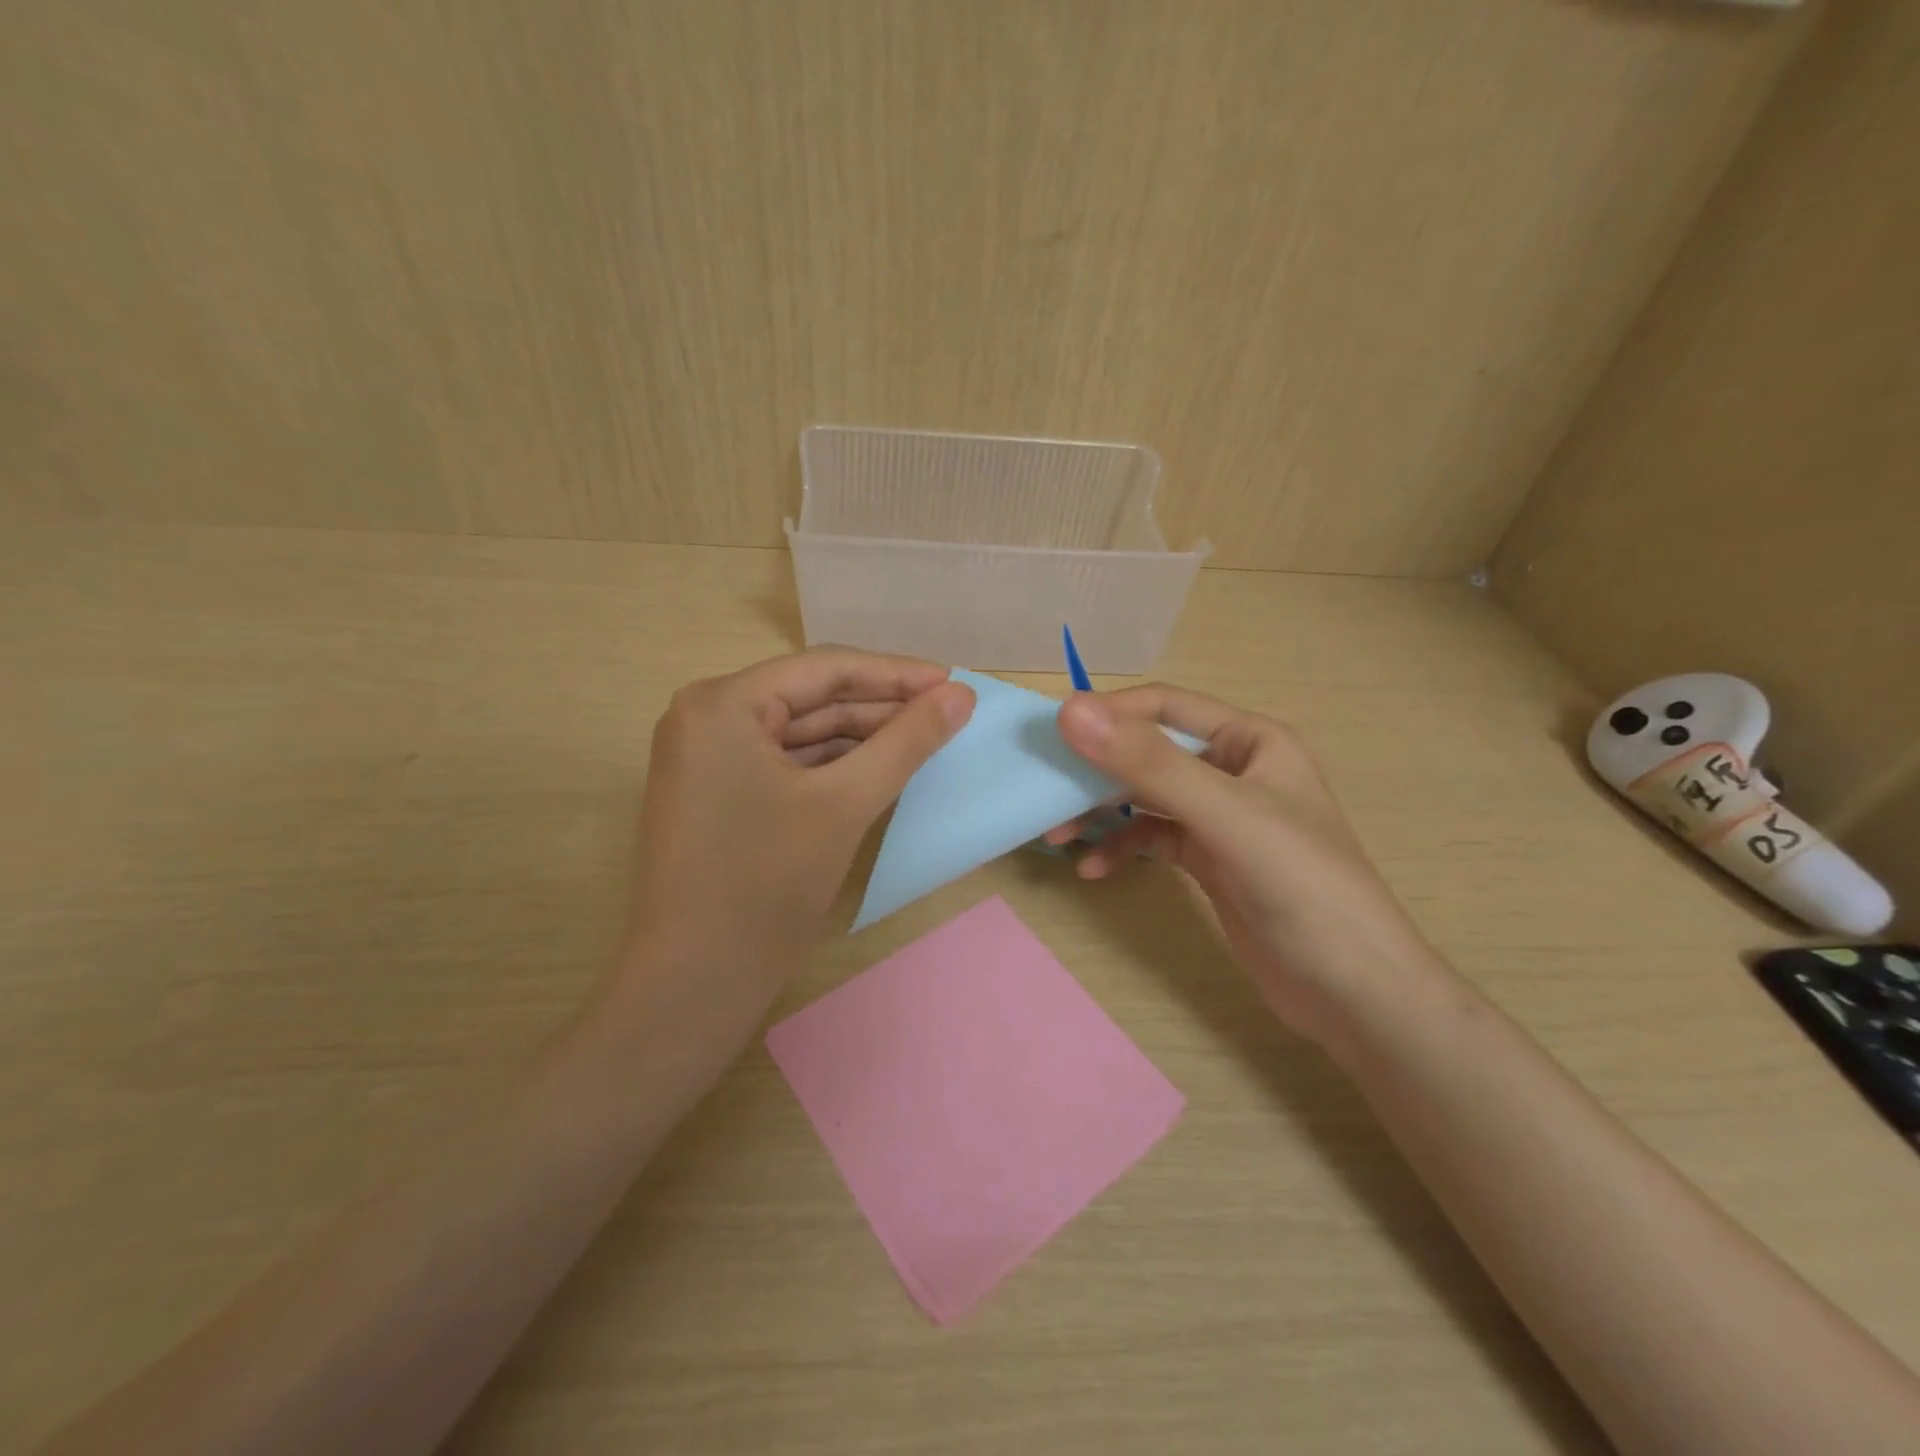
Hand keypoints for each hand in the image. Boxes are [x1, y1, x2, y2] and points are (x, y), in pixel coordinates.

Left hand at [613, 648, 973, 1031]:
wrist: (696, 983)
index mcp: (722, 704)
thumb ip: (906, 742)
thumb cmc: (766, 884)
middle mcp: (706, 717)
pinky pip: (787, 763)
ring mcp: (708, 757)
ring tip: (926, 739)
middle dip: (882, 707)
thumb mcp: (845, 804)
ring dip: (863, 737)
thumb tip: (961, 694)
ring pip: (802, 733)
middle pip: (812, 698)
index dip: (896, 674)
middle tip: (949, 713)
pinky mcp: (718, 793)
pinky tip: (881, 768)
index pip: (825, 669)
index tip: (954, 681)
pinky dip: (834, 766)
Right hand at [1052, 685, 1440, 1048]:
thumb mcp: (1225, 816)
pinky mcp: (1210, 860)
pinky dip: (1123, 849)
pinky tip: (1096, 871)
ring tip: (1059, 837)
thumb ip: (1149, 764)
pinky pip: (1153, 840)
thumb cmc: (1302, 887)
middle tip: (1046, 794)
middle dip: (1097, 773)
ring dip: (1102, 813)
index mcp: (1250, 741)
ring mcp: (1221, 818)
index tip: (1053, 738)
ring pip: (1145, 798)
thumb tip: (1071, 710)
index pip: (1166, 707)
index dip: (1109, 715)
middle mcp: (1233, 770)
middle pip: (1149, 754)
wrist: (1355, 992)